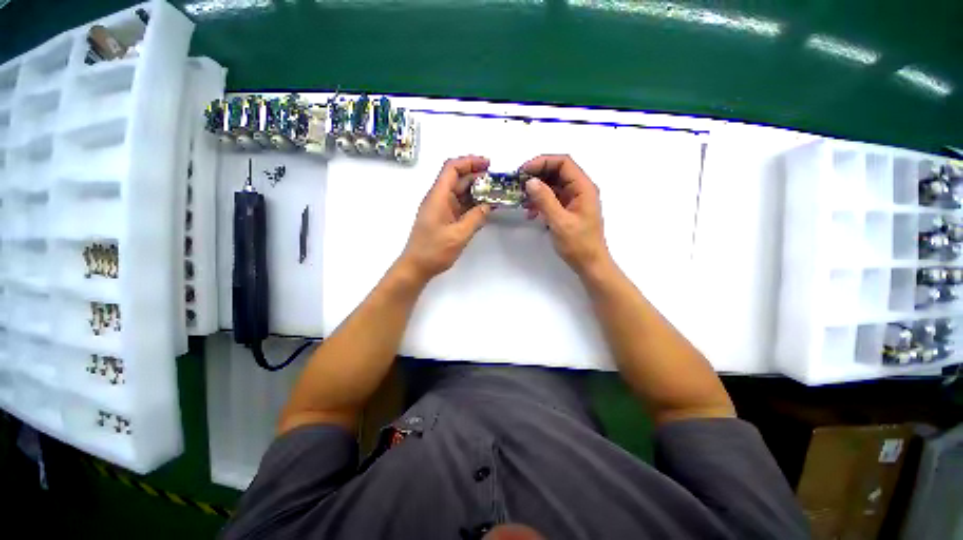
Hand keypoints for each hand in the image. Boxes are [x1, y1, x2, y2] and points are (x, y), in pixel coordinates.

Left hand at [398, 155, 491, 282]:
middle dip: (477, 176)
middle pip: (457, 179)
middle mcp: (439, 198)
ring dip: (476, 191)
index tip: (488, 164)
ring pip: (460, 192)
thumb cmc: (434, 250)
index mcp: (438, 197)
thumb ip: (475, 218)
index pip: (452, 168)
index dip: (469, 162)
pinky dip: (472, 204)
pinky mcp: (444, 218)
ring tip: (495, 193)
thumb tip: (488, 206)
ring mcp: (441, 208)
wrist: (417, 266)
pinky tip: (485, 207)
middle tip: (496, 181)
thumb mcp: (459, 235)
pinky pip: (460, 205)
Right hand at [521, 155, 610, 275]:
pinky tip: (530, 212)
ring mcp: (574, 200)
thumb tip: (530, 181)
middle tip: (518, 184)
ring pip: (553, 186)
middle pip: (557, 173)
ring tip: (522, 199)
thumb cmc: (578, 244)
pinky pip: (553, 199)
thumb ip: (545, 200)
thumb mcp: (559, 221)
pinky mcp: (568, 210)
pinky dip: (540, 202)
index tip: (523, 171)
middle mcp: (580, 190)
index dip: (542, 162)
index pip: (563, 163)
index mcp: (583, 188)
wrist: (590, 264)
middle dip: (537, 176)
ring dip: (537, 190)